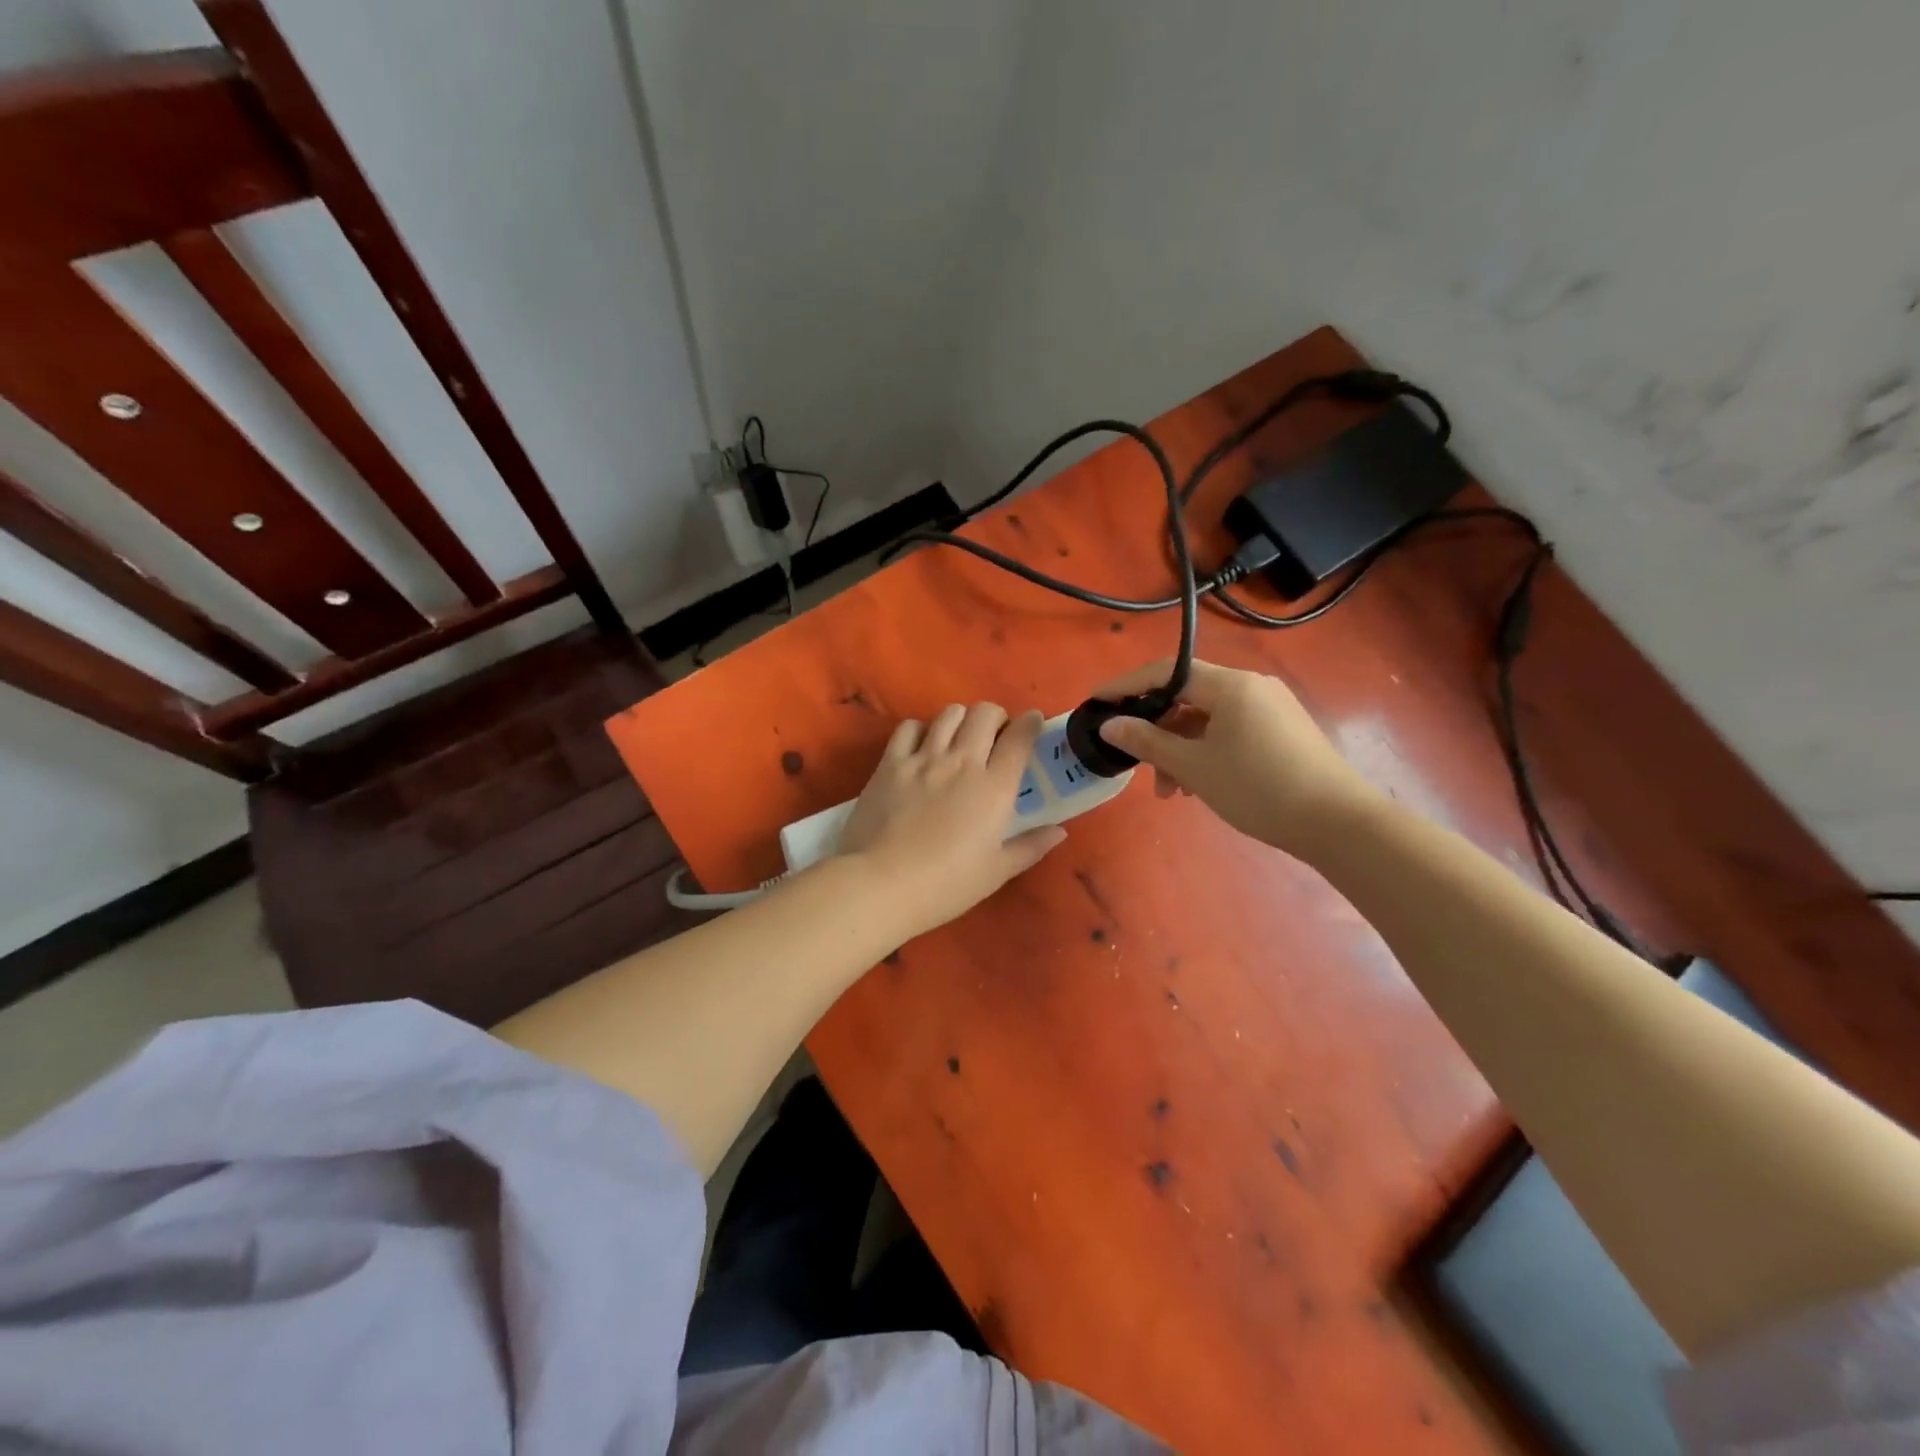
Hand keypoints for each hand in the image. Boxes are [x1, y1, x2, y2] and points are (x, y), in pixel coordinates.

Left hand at [839, 703, 1065, 935]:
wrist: (882, 884)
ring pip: (949, 714)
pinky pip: (909, 727)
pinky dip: (921, 729)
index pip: (1019, 738)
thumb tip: (1059, 832)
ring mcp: (924, 759)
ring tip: (960, 737)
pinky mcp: (890, 763)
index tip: (1033, 722)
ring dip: (962, 718)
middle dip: (996, 716)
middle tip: (995, 734)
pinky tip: (922, 746)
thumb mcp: (996, 872)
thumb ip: (1030, 847)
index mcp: (994, 788)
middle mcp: (962, 762)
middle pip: (985, 714)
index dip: (1030, 723)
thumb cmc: (946, 885)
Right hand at [1095, 658, 1381, 858]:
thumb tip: (1110, 725)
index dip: (1126, 686)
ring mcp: (1271, 709)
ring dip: (1181, 749)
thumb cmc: (1258, 788)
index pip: (1165, 672)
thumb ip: (1147, 741)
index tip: (1096, 702)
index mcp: (1230, 685)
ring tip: (1172, 791)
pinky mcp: (1283, 732)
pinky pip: (1230, 731)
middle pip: (1187, 697)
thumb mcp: (1194, 766)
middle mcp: (1251, 687)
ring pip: (1208, 719)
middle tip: (1139, 765)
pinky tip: (1200, 785)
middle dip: (1157, 731)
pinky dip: (1206, 752)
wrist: (1338, 823)